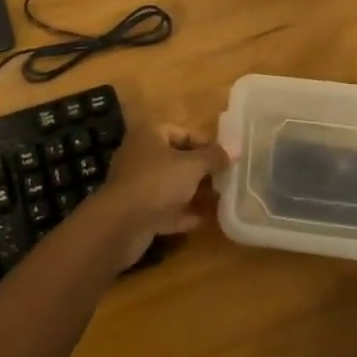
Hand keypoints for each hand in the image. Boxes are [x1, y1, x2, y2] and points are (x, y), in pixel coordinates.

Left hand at [89, 123, 220, 269]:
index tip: (228, 157)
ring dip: (194, 193)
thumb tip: (236, 148)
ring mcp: (138, 185)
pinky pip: (166, 209)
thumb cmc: (157, 182)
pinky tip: (207, 221)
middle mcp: (141, 155)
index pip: (182, 132)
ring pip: (172, 185)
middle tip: (228, 179)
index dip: (206, 143)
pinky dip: (184, 213)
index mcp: (150, 135)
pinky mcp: (138, 212)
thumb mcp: (191, 166)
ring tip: (222, 200)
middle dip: (202, 170)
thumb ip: (214, 157)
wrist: (120, 225)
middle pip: (177, 159)